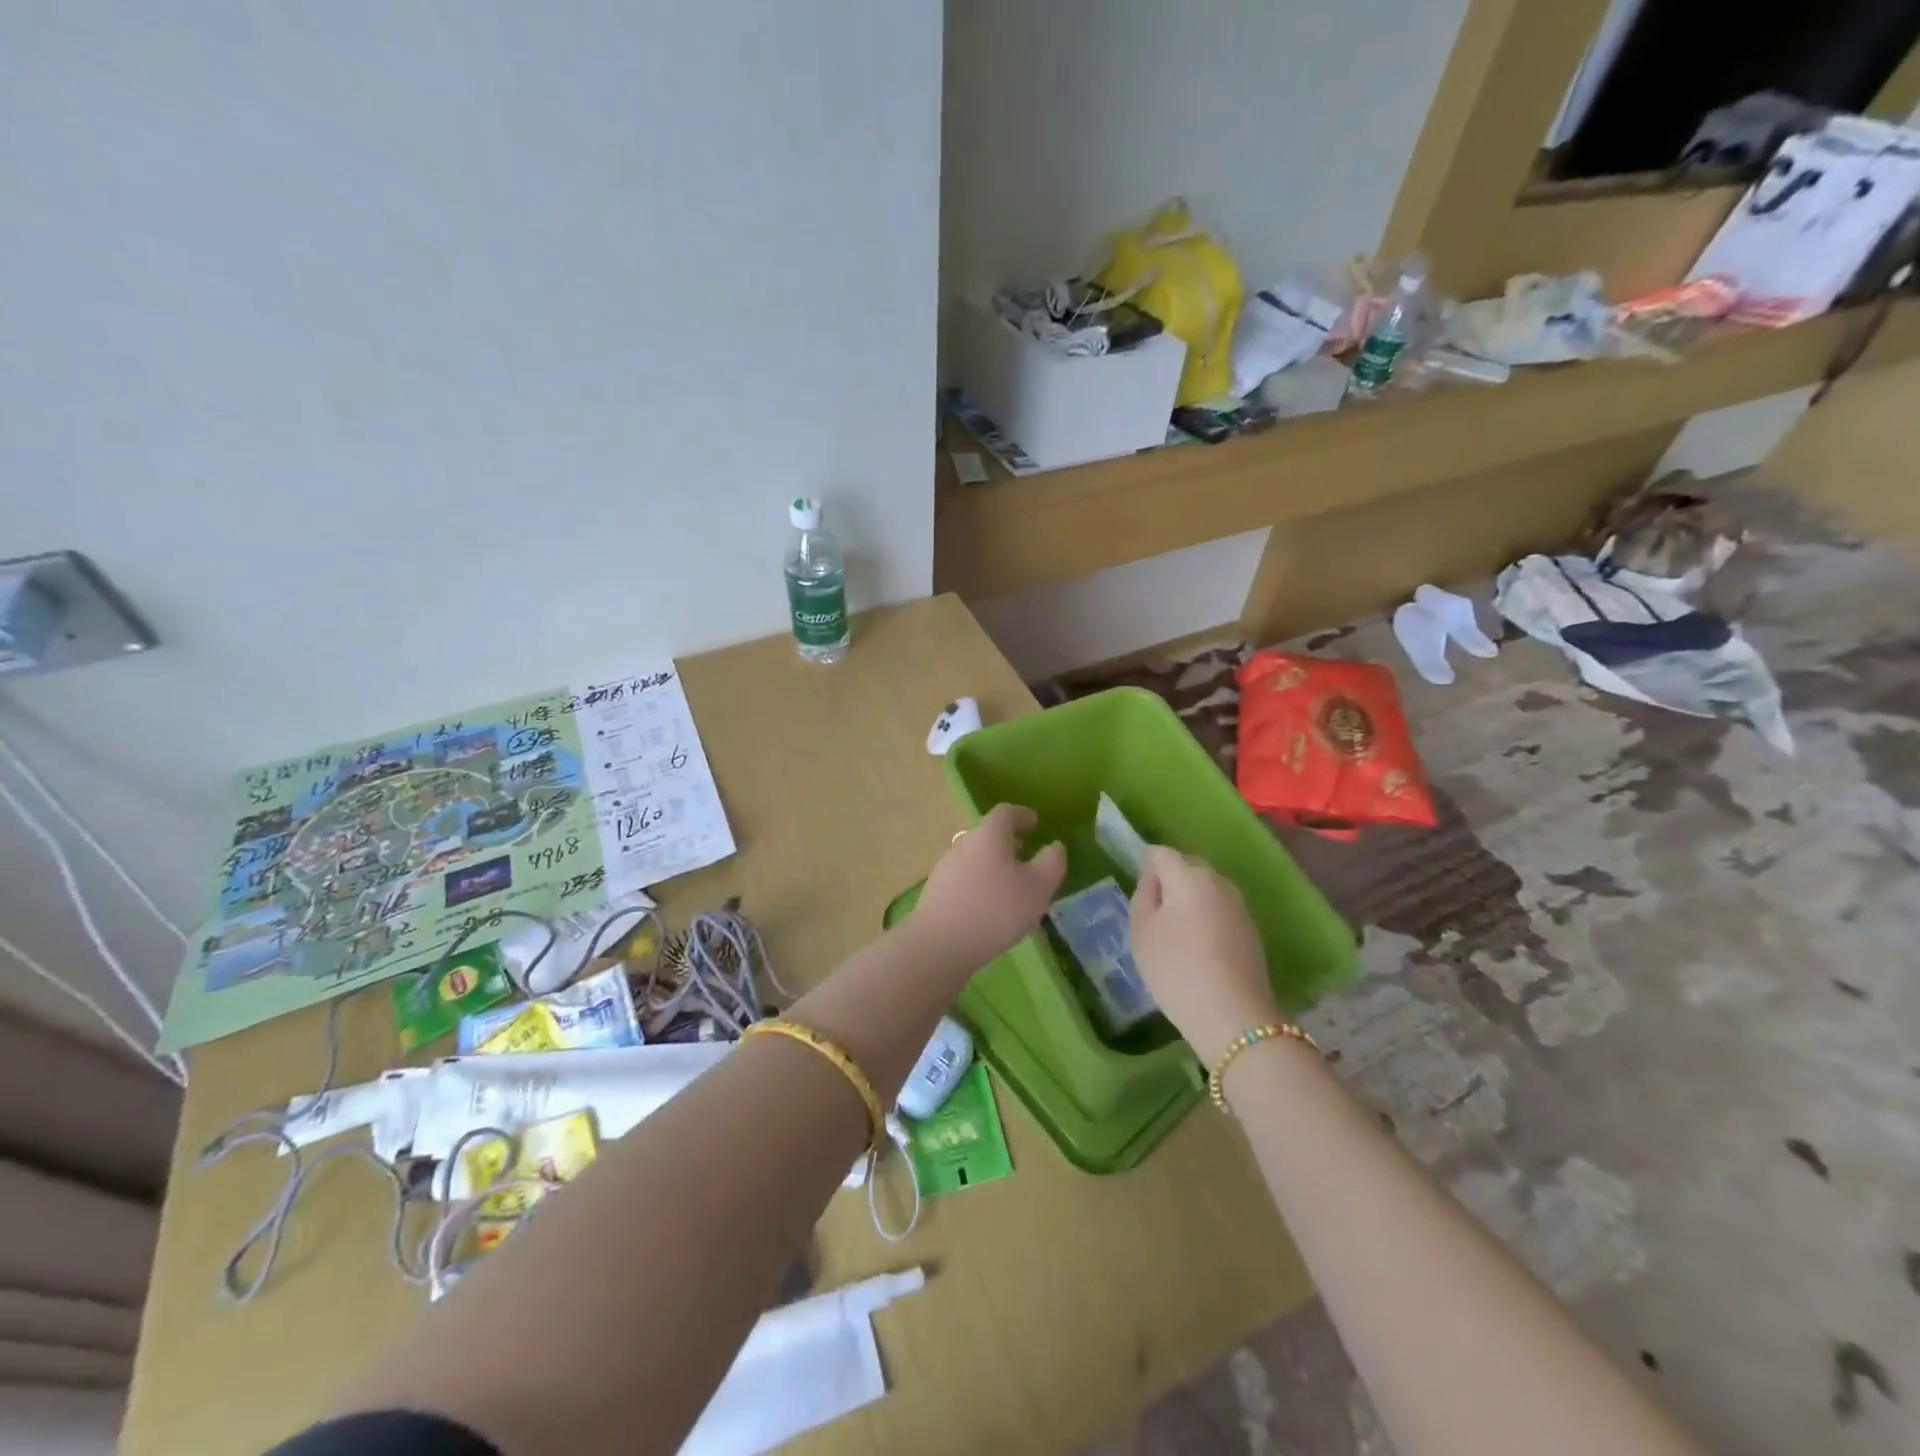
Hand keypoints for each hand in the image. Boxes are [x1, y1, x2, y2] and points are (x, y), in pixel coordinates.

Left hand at [910, 803, 1066, 974]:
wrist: (939, 944)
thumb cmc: (996, 909)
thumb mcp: (1038, 887)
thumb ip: (1051, 863)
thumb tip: (1055, 846)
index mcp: (989, 834)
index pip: (1006, 812)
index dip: (1023, 815)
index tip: (1035, 823)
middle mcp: (964, 843)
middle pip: (988, 834)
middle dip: (1008, 841)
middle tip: (1026, 854)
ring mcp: (946, 867)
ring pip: (975, 856)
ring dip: (993, 864)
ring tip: (1010, 885)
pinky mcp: (936, 891)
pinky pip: (964, 878)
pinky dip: (980, 883)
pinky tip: (989, 906)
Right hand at [1130, 847, 1279, 1063]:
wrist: (1233, 1016)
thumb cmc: (1176, 969)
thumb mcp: (1141, 932)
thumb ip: (1143, 897)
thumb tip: (1154, 881)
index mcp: (1187, 876)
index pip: (1161, 853)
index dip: (1145, 865)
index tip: (1137, 889)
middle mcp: (1218, 881)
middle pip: (1188, 867)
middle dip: (1170, 880)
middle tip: (1153, 911)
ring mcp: (1239, 905)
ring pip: (1207, 889)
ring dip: (1190, 900)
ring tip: (1175, 931)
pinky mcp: (1251, 929)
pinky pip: (1220, 910)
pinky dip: (1207, 918)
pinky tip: (1199, 947)